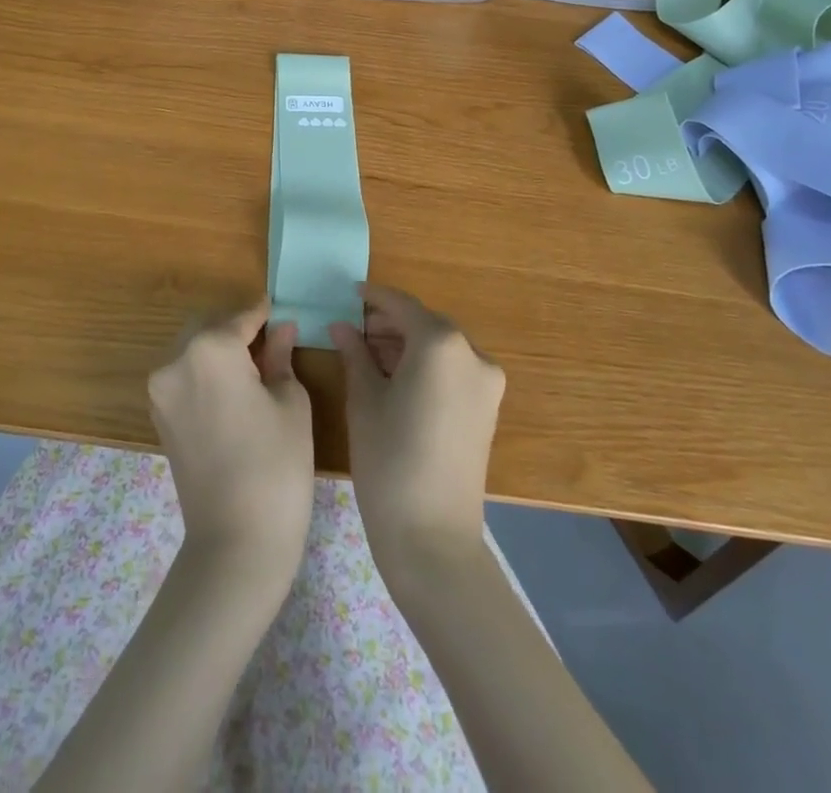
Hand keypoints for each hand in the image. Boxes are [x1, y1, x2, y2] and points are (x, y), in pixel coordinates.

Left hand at [148, 304, 314, 578]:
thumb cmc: (276, 464)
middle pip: (209, 326)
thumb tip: (282, 329)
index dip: (265, 314)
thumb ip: (280, 356)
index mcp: (209, 349)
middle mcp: (175, 361)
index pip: (242, 317)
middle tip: (271, 342)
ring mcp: (161, 391)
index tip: (283, 309)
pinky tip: (233, 390)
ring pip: (192, 349)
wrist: (236, 542)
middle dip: (238, 328)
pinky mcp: (159, 417)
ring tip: (254, 368)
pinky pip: (183, 376)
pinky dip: (205, 372)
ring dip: (219, 349)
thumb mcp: (290, 402)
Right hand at [329, 282, 505, 582]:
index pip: (402, 306)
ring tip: (369, 355)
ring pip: (441, 347)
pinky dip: (427, 365)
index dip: (374, 298)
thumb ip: (355, 353)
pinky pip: (454, 369)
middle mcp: (472, 353)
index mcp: (441, 343)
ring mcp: (486, 382)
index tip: (351, 293)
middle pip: (425, 324)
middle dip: (390, 324)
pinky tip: (397, 377)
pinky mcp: (488, 407)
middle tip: (353, 331)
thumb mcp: (364, 400)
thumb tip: (342, 326)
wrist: (432, 537)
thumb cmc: (388, 460)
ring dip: (408, 344)